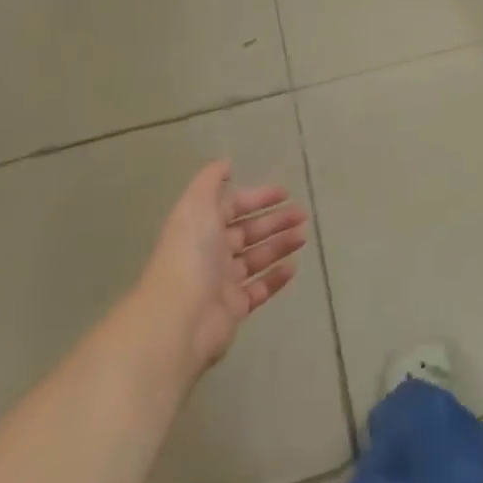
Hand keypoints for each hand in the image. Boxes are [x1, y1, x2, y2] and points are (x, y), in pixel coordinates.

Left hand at [139, 162, 308, 377]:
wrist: (179, 318)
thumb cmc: (190, 254)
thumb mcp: (196, 205)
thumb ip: (210, 181)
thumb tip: (225, 164)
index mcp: (201, 227)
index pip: (232, 207)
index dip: (257, 198)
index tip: (285, 192)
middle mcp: (210, 252)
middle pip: (248, 232)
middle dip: (275, 221)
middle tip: (302, 215)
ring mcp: (222, 282)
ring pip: (256, 259)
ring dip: (280, 245)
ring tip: (303, 236)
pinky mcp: (234, 309)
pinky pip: (259, 289)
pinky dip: (276, 278)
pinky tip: (293, 266)